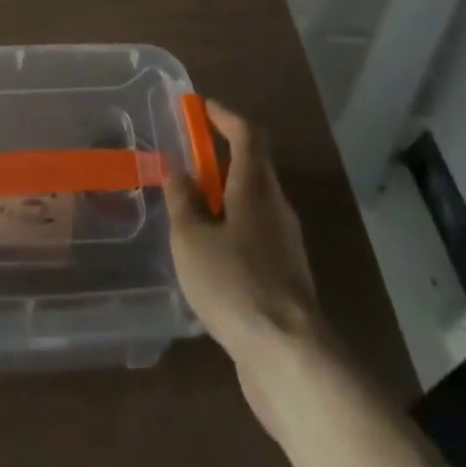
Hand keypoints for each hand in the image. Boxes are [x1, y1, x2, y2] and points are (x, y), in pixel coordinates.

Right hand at [165, 100, 322, 411]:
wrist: (289, 359)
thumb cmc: (235, 284)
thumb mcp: (191, 239)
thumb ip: (181, 200)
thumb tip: (175, 166)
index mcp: (255, 187)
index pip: (247, 134)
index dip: (224, 116)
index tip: (201, 107)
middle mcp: (275, 207)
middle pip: (252, 167)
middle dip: (219, 159)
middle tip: (186, 161)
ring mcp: (285, 245)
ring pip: (253, 205)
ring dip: (224, 198)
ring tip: (189, 212)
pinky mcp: (286, 279)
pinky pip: (255, 238)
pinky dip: (232, 231)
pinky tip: (208, 257)